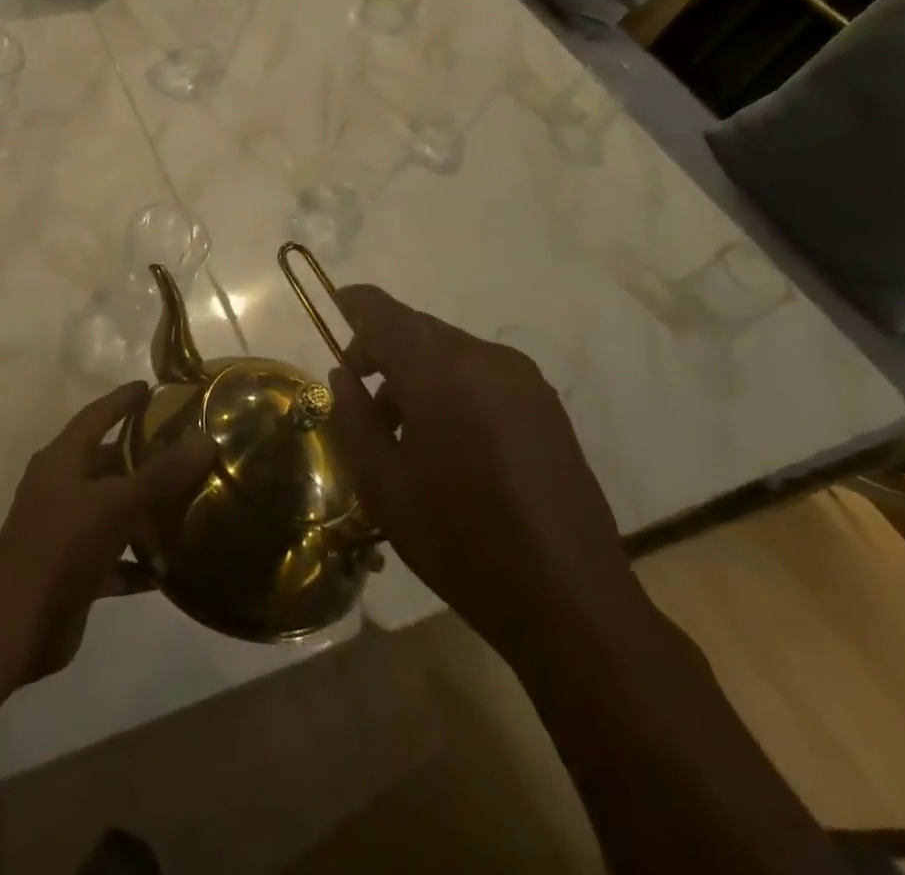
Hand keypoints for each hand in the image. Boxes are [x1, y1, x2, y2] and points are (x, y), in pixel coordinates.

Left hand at [0, 382, 214, 682]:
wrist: (16, 622)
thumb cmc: (62, 544)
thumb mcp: (115, 503)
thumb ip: (161, 475)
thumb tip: (207, 440)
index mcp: (62, 460)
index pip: (95, 416)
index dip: (121, 401)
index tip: (150, 387)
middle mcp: (62, 489)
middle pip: (106, 463)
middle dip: (141, 457)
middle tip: (184, 449)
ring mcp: (66, 532)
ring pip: (112, 512)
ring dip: (144, 511)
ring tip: (188, 504)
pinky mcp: (74, 572)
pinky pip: (114, 559)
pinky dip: (138, 563)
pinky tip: (171, 569)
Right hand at [324, 284, 639, 649]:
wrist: (569, 601)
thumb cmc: (460, 540)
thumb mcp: (383, 484)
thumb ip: (353, 417)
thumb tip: (342, 376)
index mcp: (440, 372)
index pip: (385, 313)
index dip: (356, 304)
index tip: (335, 305)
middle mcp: (485, 359)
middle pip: (419, 330)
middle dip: (383, 348)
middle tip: (360, 391)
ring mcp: (523, 380)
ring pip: (451, 351)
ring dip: (417, 371)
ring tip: (402, 428)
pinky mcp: (547, 405)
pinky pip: (482, 373)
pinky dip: (452, 384)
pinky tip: (447, 437)